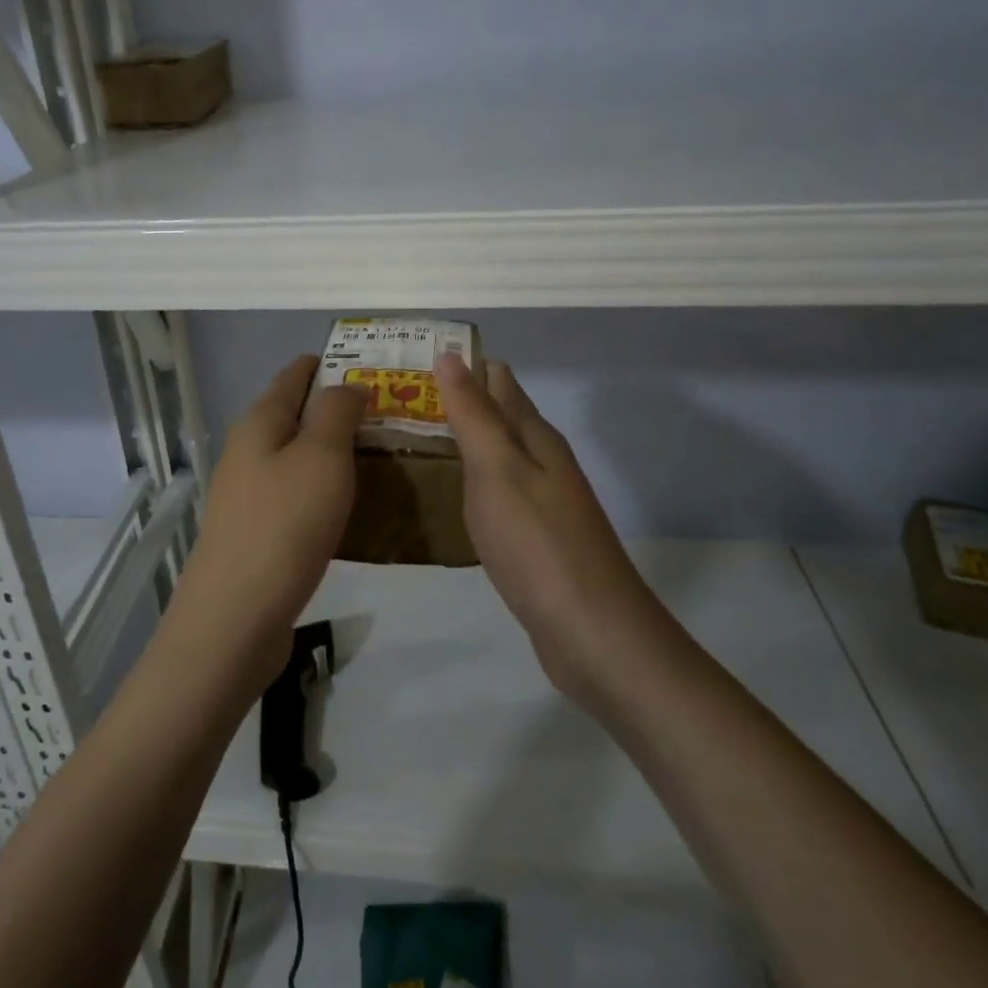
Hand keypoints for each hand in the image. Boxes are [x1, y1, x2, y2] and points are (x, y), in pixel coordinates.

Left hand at [177, 355, 364, 684]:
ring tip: (382, 456)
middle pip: (296, 414)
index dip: (334, 364)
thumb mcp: (321, 456)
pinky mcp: (256, 529)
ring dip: (335, 451)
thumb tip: (347, 386)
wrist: (236, 616)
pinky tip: (353, 503)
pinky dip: (325, 487)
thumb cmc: (285, 524)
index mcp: (260, 421)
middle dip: (340, 409)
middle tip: (393, 416)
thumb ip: (337, 411)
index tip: (377, 369)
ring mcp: (248, 492)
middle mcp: (248, 449)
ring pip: (297, 455)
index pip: (296, 374)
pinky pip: (296, 492)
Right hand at [437, 353, 661, 711]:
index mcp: (536, 437)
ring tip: (410, 438)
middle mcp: (543, 461)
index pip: (497, 381)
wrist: (591, 631)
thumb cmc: (537, 543)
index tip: (411, 361)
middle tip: (396, 400)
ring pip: (497, 456)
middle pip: (498, 416)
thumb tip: (451, 356)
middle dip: (455, 402)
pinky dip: (469, 482)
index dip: (460, 366)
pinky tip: (447, 494)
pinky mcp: (535, 539)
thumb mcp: (497, 470)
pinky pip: (496, 494)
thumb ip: (473, 414)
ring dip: (461, 441)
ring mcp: (542, 502)